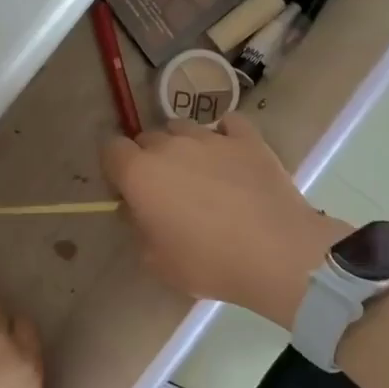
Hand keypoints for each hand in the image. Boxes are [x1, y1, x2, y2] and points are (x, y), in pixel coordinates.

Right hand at [102, 114, 346, 325]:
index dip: (116, 169)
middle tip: (165, 190)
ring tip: (200, 173)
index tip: (128, 191)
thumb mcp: (156, 261)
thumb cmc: (208, 262)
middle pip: (147, 138)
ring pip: (183, 128)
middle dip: (149, 158)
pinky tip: (230, 156)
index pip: (111, 150)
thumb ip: (138, 229)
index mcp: (140, 173)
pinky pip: (228, 124)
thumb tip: (137, 210)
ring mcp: (211, 138)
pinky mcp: (248, 139)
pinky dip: (224, 135)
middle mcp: (170, 146)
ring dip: (182, 146)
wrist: (277, 254)